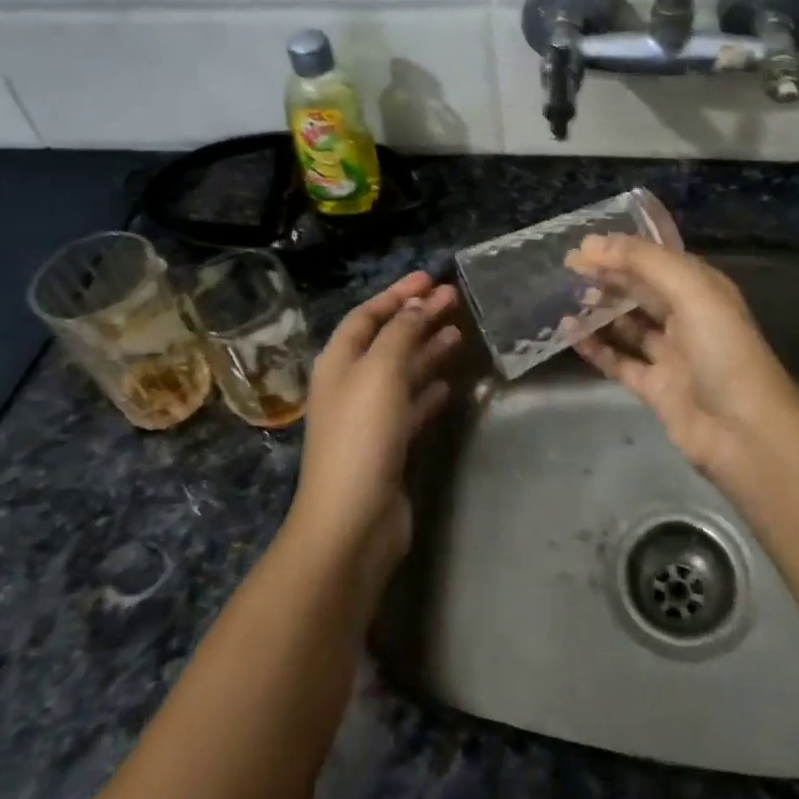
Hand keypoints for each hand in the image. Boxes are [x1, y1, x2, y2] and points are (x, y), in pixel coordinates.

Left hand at [287, 271, 460, 586]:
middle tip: (454, 300)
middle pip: (388, 339)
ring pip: (402, 371)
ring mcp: (369, 416)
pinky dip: (428, 390)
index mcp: (339, 361)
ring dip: (427, 350)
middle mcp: (351, 383)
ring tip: (459, 333)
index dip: (397, 294)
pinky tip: (449, 384)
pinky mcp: (388, 445)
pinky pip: (411, 405)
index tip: (430, 278)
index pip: (368, 315)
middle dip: (418, 317)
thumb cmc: (362, 435)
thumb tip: (417, 303)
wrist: (352, 521)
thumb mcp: (381, 371)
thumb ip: (400, 332)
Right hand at [569, 236, 798, 487]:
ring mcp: (671, 354)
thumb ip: (643, 262)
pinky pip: (619, 361)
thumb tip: (592, 242)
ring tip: (566, 299)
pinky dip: (596, 348)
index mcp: (701, 289)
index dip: (620, 250)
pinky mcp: (656, 387)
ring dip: (599, 311)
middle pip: (639, 290)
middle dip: (606, 277)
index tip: (580, 247)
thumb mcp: (691, 292)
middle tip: (566, 269)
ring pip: (627, 325)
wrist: (746, 434)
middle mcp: (686, 316)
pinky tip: (571, 336)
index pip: (655, 260)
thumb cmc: (723, 351)